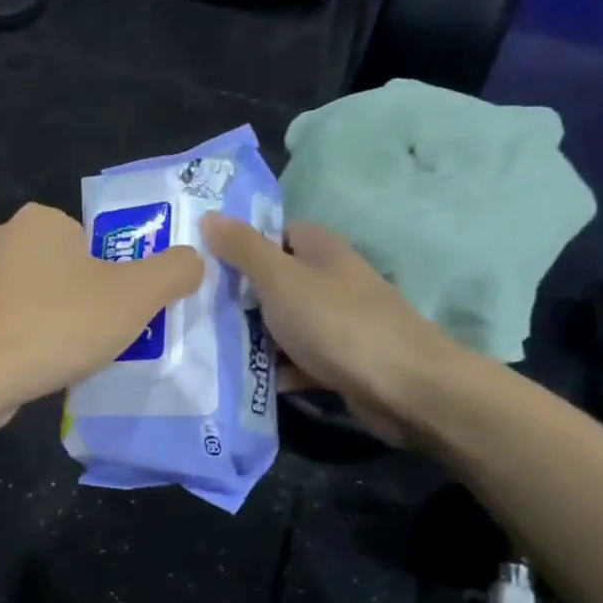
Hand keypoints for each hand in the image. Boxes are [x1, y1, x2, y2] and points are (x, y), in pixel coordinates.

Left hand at [0, 203, 203, 426]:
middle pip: (58, 267)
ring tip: (64, 355)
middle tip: (94, 334)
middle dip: (76, 297)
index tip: (111, 309)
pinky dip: (18, 341)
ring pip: (28, 296)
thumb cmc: (62, 322)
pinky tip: (31, 366)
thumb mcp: (137, 295)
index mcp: (38, 219)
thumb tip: (193, 260)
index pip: (86, 240)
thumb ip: (174, 270)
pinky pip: (1, 324)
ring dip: (46, 319)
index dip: (107, 276)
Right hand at [199, 214, 459, 445]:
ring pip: (286, 323)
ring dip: (257, 338)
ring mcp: (339, 321)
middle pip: (276, 282)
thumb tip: (209, 215)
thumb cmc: (336, 322)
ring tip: (213, 349)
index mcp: (320, 249)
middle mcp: (331, 279)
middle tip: (198, 311)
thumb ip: (243, 248)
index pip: (274, 234)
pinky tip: (254, 381)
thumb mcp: (279, 278)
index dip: (240, 246)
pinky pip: (301, 359)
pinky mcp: (343, 360)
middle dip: (241, 298)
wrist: (404, 387)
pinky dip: (281, 369)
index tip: (203, 265)